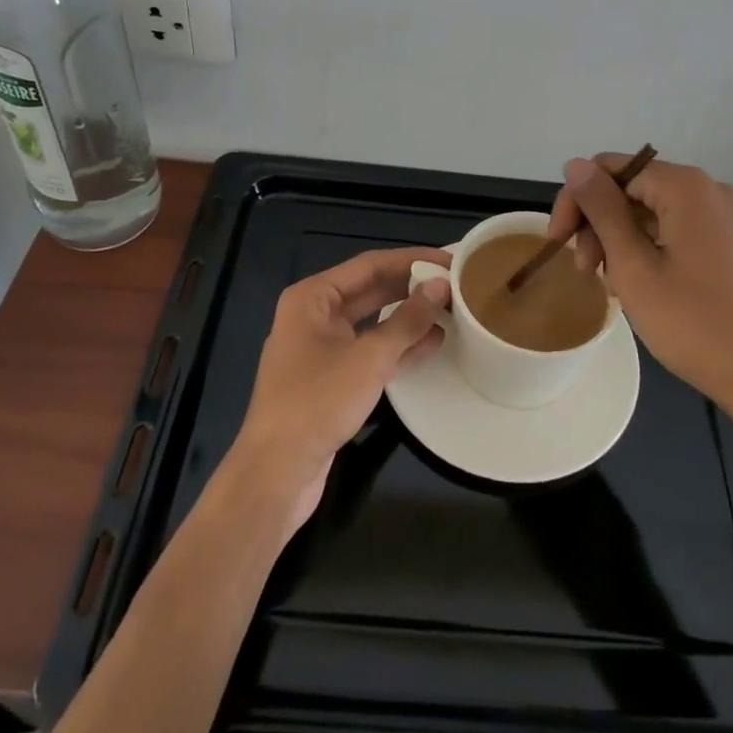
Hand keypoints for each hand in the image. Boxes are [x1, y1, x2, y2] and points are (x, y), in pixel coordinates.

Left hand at [226, 247, 450, 530]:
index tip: (450, 259)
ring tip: (452, 310)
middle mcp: (314, 315)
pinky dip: (398, 346)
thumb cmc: (317, 402)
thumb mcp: (369, 358)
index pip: (370, 264)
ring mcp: (321, 348)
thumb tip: (441, 286)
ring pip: (372, 321)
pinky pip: (369, 350)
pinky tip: (433, 343)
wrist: (276, 473)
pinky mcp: (330, 379)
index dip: (412, 259)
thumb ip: (408, 320)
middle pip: (371, 290)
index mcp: (313, 297)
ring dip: (409, 317)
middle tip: (456, 284)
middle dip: (412, 287)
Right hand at [546, 155, 732, 421]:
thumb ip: (601, 210)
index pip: (611, 169)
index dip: (577, 201)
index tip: (559, 244)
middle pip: (632, 188)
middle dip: (599, 223)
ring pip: (652, 211)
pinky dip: (649, 249)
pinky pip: (676, 230)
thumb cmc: (695, 325)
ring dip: (621, 240)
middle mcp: (710, 190)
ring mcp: (727, 217)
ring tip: (613, 286)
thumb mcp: (633, 267)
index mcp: (686, 186)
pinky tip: (641, 286)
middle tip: (585, 271)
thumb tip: (575, 164)